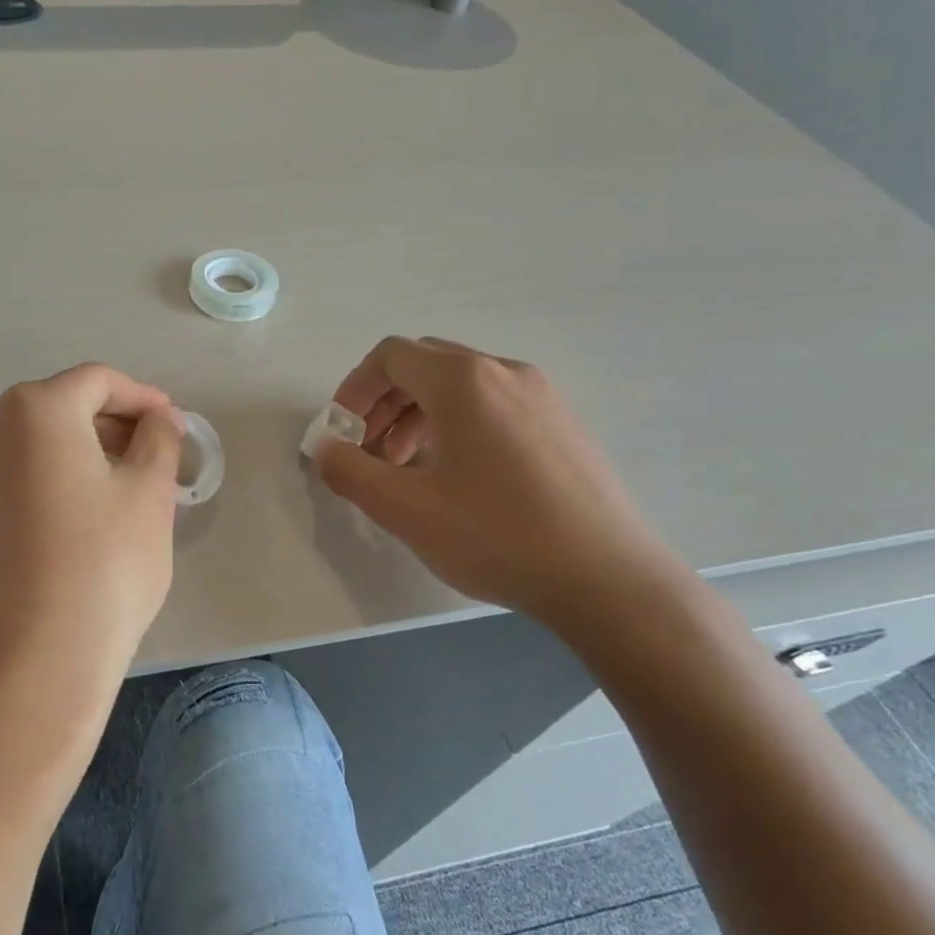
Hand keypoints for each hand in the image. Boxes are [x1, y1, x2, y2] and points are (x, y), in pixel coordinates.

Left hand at [0, 363, 184, 734]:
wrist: (35, 661)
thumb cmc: (105, 565)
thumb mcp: (150, 493)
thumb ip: (159, 439)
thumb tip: (160, 418)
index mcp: (35, 410)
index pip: (97, 381)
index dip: (142, 397)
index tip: (173, 423)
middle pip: (62, 407)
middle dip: (113, 423)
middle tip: (155, 454)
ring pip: (36, 443)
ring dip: (83, 451)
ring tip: (124, 484)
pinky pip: (15, 476)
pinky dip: (52, 478)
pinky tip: (82, 516)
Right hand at [315, 336, 694, 626]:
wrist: (607, 578)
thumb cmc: (495, 535)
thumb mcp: (403, 508)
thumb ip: (349, 471)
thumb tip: (326, 448)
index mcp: (463, 381)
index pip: (391, 355)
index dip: (355, 389)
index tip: (343, 434)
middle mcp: (504, 371)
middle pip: (425, 365)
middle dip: (385, 403)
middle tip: (372, 454)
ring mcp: (542, 396)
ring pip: (461, 386)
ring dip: (420, 416)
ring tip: (410, 470)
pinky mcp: (564, 425)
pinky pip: (495, 405)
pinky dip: (459, 425)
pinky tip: (461, 479)